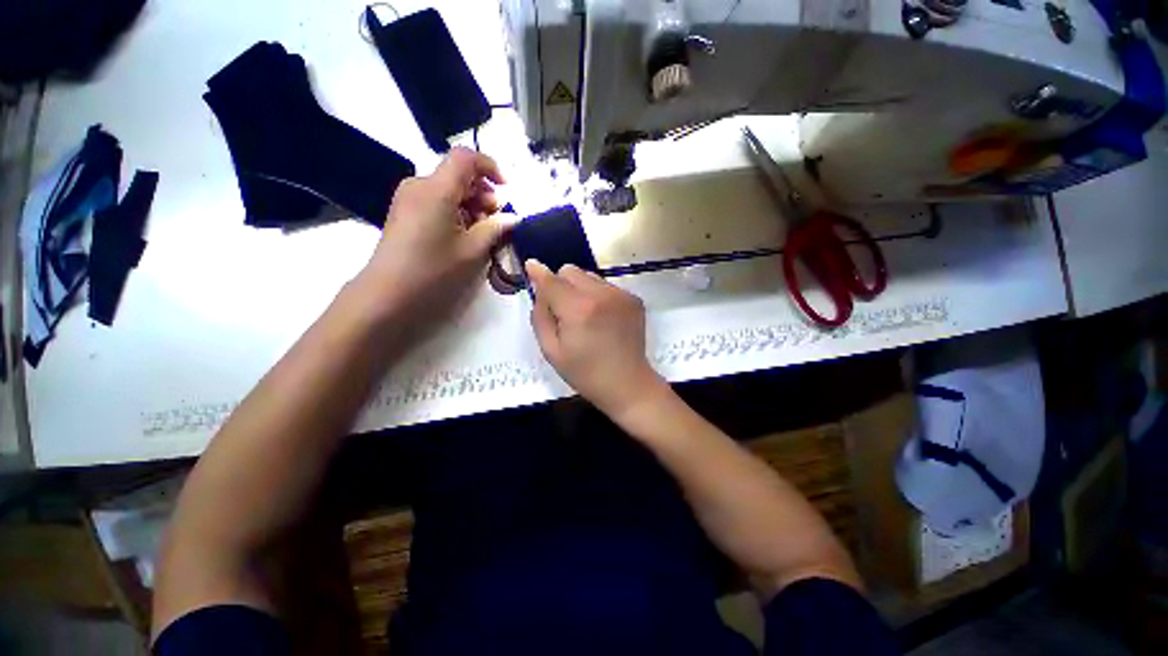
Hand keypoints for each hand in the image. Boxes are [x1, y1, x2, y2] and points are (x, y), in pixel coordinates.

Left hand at [355, 147, 513, 319]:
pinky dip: (456, 212)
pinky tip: (464, 236)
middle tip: (497, 221)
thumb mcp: (473, 250)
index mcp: (436, 189)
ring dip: (471, 205)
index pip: (465, 157)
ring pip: (448, 189)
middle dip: (483, 193)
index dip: (490, 167)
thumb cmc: (434, 271)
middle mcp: (420, 185)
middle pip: (457, 174)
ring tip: (483, 233)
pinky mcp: (405, 213)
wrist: (387, 294)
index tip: (506, 190)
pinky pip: (437, 201)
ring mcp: (409, 199)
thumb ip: (495, 228)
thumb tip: (512, 217)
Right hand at [525, 260, 668, 418]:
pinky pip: (606, 286)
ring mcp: (621, 295)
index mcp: (578, 309)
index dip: (539, 273)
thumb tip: (538, 285)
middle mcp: (602, 294)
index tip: (531, 266)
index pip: (552, 280)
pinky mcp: (634, 299)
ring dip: (581, 289)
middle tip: (564, 309)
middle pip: (571, 271)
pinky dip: (598, 296)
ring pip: (590, 276)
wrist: (627, 384)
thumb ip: (540, 314)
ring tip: (586, 316)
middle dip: (561, 284)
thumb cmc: (584, 372)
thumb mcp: (551, 350)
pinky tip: (603, 318)